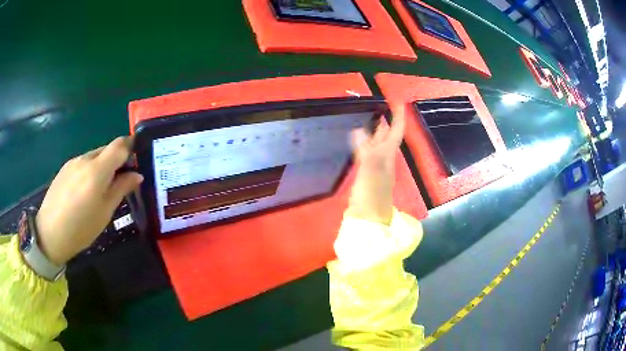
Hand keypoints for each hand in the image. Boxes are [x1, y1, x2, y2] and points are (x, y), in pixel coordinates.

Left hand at [35, 137, 143, 264]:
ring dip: (102, 166)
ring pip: (94, 157)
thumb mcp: (105, 212)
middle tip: (120, 180)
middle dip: (117, 160)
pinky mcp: (65, 168)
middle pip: (106, 149)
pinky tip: (85, 191)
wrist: (49, 233)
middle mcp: (85, 159)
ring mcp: (73, 162)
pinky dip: (90, 171)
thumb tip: (137, 175)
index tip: (138, 157)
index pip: (119, 145)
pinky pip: (83, 163)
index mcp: (97, 170)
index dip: (131, 146)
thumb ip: (121, 189)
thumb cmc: (81, 228)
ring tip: (100, 190)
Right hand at [347, 105, 405, 224]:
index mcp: (387, 156)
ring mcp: (375, 168)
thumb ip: (365, 149)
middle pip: (387, 137)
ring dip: (373, 132)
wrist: (368, 219)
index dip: (398, 117)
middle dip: (385, 121)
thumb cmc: (372, 196)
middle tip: (377, 107)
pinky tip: (355, 142)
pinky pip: (366, 154)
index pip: (396, 132)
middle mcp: (384, 159)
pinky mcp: (365, 175)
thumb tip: (358, 129)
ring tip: (366, 119)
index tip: (397, 103)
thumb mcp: (370, 171)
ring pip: (376, 145)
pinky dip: (363, 144)